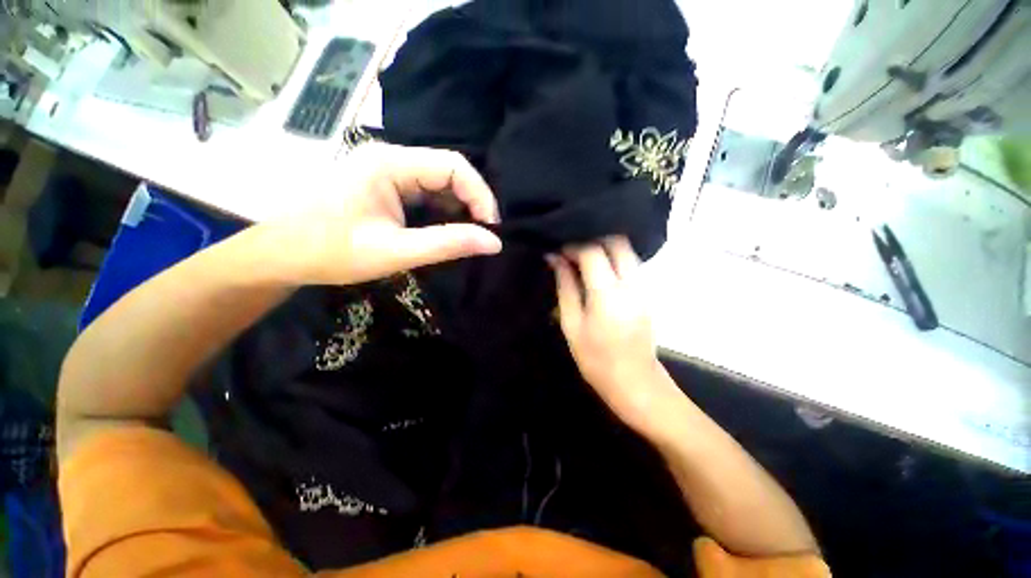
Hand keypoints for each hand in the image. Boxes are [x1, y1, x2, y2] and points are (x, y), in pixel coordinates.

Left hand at [272, 143, 501, 284]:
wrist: (280, 254)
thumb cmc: (330, 252)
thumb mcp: (394, 252)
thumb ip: (447, 244)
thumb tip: (494, 242)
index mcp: (389, 163)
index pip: (454, 166)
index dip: (481, 195)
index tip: (492, 229)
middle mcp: (391, 157)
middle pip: (449, 172)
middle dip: (472, 204)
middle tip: (483, 237)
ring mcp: (387, 170)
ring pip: (440, 184)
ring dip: (459, 210)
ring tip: (467, 237)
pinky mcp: (386, 185)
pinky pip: (426, 193)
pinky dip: (443, 212)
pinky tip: (446, 232)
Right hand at [549, 237, 675, 432]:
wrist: (635, 383)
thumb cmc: (595, 358)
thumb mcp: (571, 323)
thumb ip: (565, 287)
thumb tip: (555, 259)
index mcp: (608, 294)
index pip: (593, 251)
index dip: (573, 246)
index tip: (558, 251)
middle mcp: (631, 284)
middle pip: (617, 242)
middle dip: (593, 239)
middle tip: (572, 251)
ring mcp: (643, 287)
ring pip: (626, 250)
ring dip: (604, 248)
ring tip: (582, 259)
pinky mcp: (647, 292)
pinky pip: (630, 263)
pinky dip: (613, 258)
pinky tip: (597, 271)